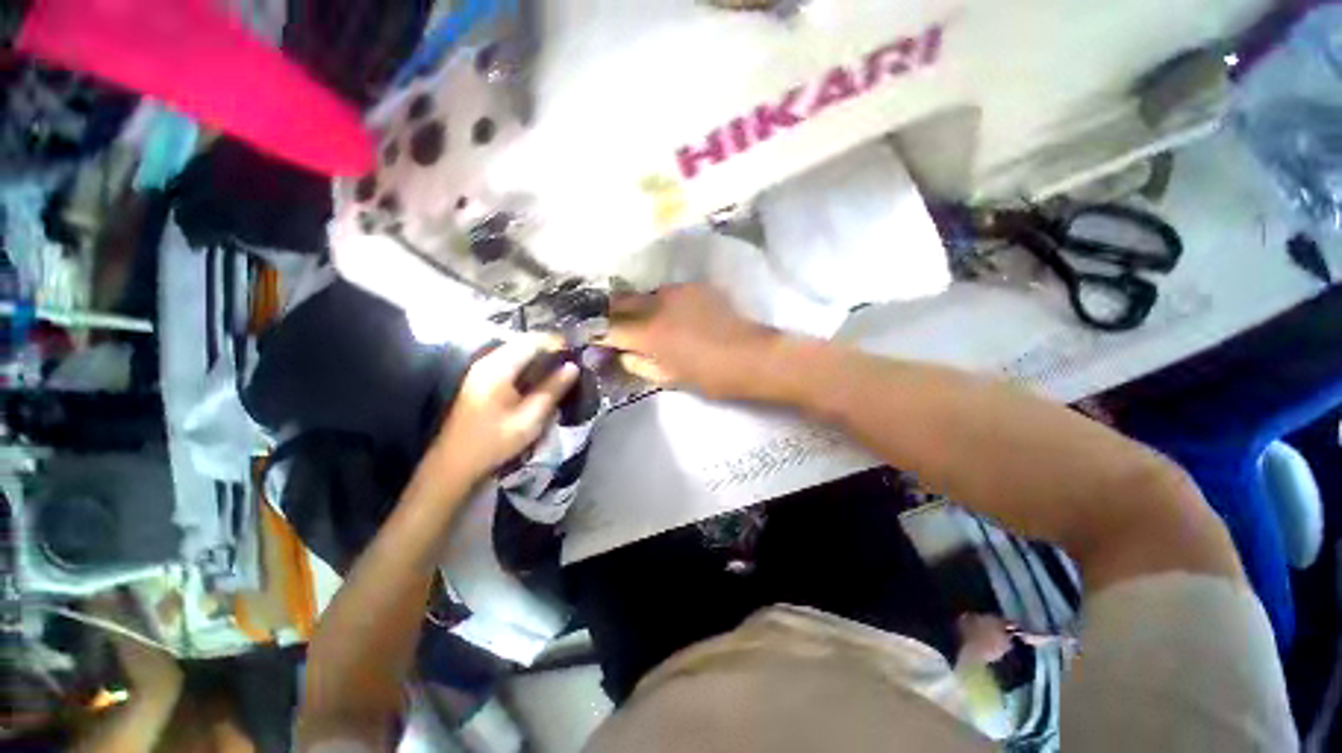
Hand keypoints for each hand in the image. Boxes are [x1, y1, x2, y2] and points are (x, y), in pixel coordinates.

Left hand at [431, 338, 577, 481]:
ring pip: (518, 351)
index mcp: (498, 369)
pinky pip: (511, 362)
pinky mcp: (482, 378)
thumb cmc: (494, 442)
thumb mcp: (530, 419)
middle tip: (571, 364)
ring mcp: (482, 369)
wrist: (454, 462)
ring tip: (561, 371)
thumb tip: (573, 367)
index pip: (532, 341)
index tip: (576, 354)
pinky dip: (529, 366)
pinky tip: (541, 380)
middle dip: (550, 349)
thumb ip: (552, 390)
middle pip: (524, 343)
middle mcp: (488, 362)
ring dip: (540, 357)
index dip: (556, 343)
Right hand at [602, 284, 777, 399]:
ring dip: (639, 307)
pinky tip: (675, 314)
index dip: (598, 333)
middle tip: (616, 327)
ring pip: (645, 295)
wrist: (751, 356)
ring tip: (647, 320)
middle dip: (612, 314)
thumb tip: (621, 354)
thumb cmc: (709, 376)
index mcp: (647, 333)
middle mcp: (655, 305)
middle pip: (620, 302)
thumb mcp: (668, 377)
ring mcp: (676, 291)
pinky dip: (663, 303)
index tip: (594, 338)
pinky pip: (668, 292)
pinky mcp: (695, 286)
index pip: (609, 328)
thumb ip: (638, 364)